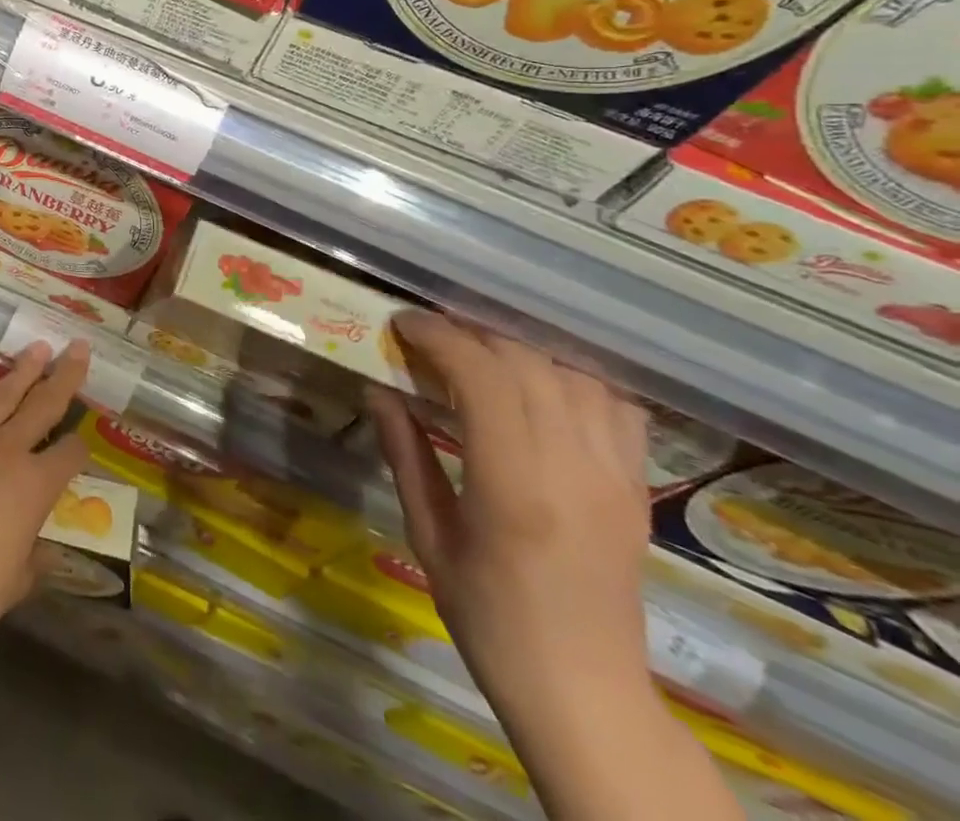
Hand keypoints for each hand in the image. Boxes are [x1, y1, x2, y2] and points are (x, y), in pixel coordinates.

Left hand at [0, 341, 92, 671]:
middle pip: (43, 404)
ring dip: (23, 370)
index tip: (82, 448)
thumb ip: (37, 557)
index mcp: (35, 484)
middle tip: (79, 347)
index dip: (80, 449)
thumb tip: (47, 549)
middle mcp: (6, 450)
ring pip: (2, 394)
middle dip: (66, 375)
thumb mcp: (18, 581)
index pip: (70, 453)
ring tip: (38, 349)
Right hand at [367, 311, 653, 730]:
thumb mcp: (428, 537)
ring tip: (479, 357)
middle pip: (527, 363)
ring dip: (521, 352)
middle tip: (430, 338)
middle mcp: (573, 469)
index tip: (403, 324)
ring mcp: (616, 477)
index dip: (439, 336)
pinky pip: (615, 407)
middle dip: (471, 335)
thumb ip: (405, 455)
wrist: (584, 692)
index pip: (482, 376)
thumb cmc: (489, 618)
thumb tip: (379, 391)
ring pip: (573, 375)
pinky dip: (573, 380)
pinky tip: (540, 389)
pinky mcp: (637, 488)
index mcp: (514, 486)